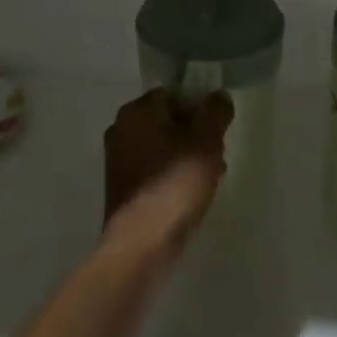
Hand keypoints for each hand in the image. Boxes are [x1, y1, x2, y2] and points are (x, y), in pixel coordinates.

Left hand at [103, 88, 233, 251]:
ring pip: (162, 145)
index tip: (218, 129)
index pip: (173, 94)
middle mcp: (121, 129)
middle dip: (195, 133)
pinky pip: (154, 168)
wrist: (142, 242)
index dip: (200, 107)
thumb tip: (218, 95)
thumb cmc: (175, 184)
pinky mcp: (122, 186)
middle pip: (168, 120)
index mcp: (137, 111)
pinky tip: (192, 193)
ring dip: (187, 155)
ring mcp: (118, 159)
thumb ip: (215, 112)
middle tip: (217, 153)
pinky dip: (173, 173)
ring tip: (211, 176)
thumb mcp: (206, 142)